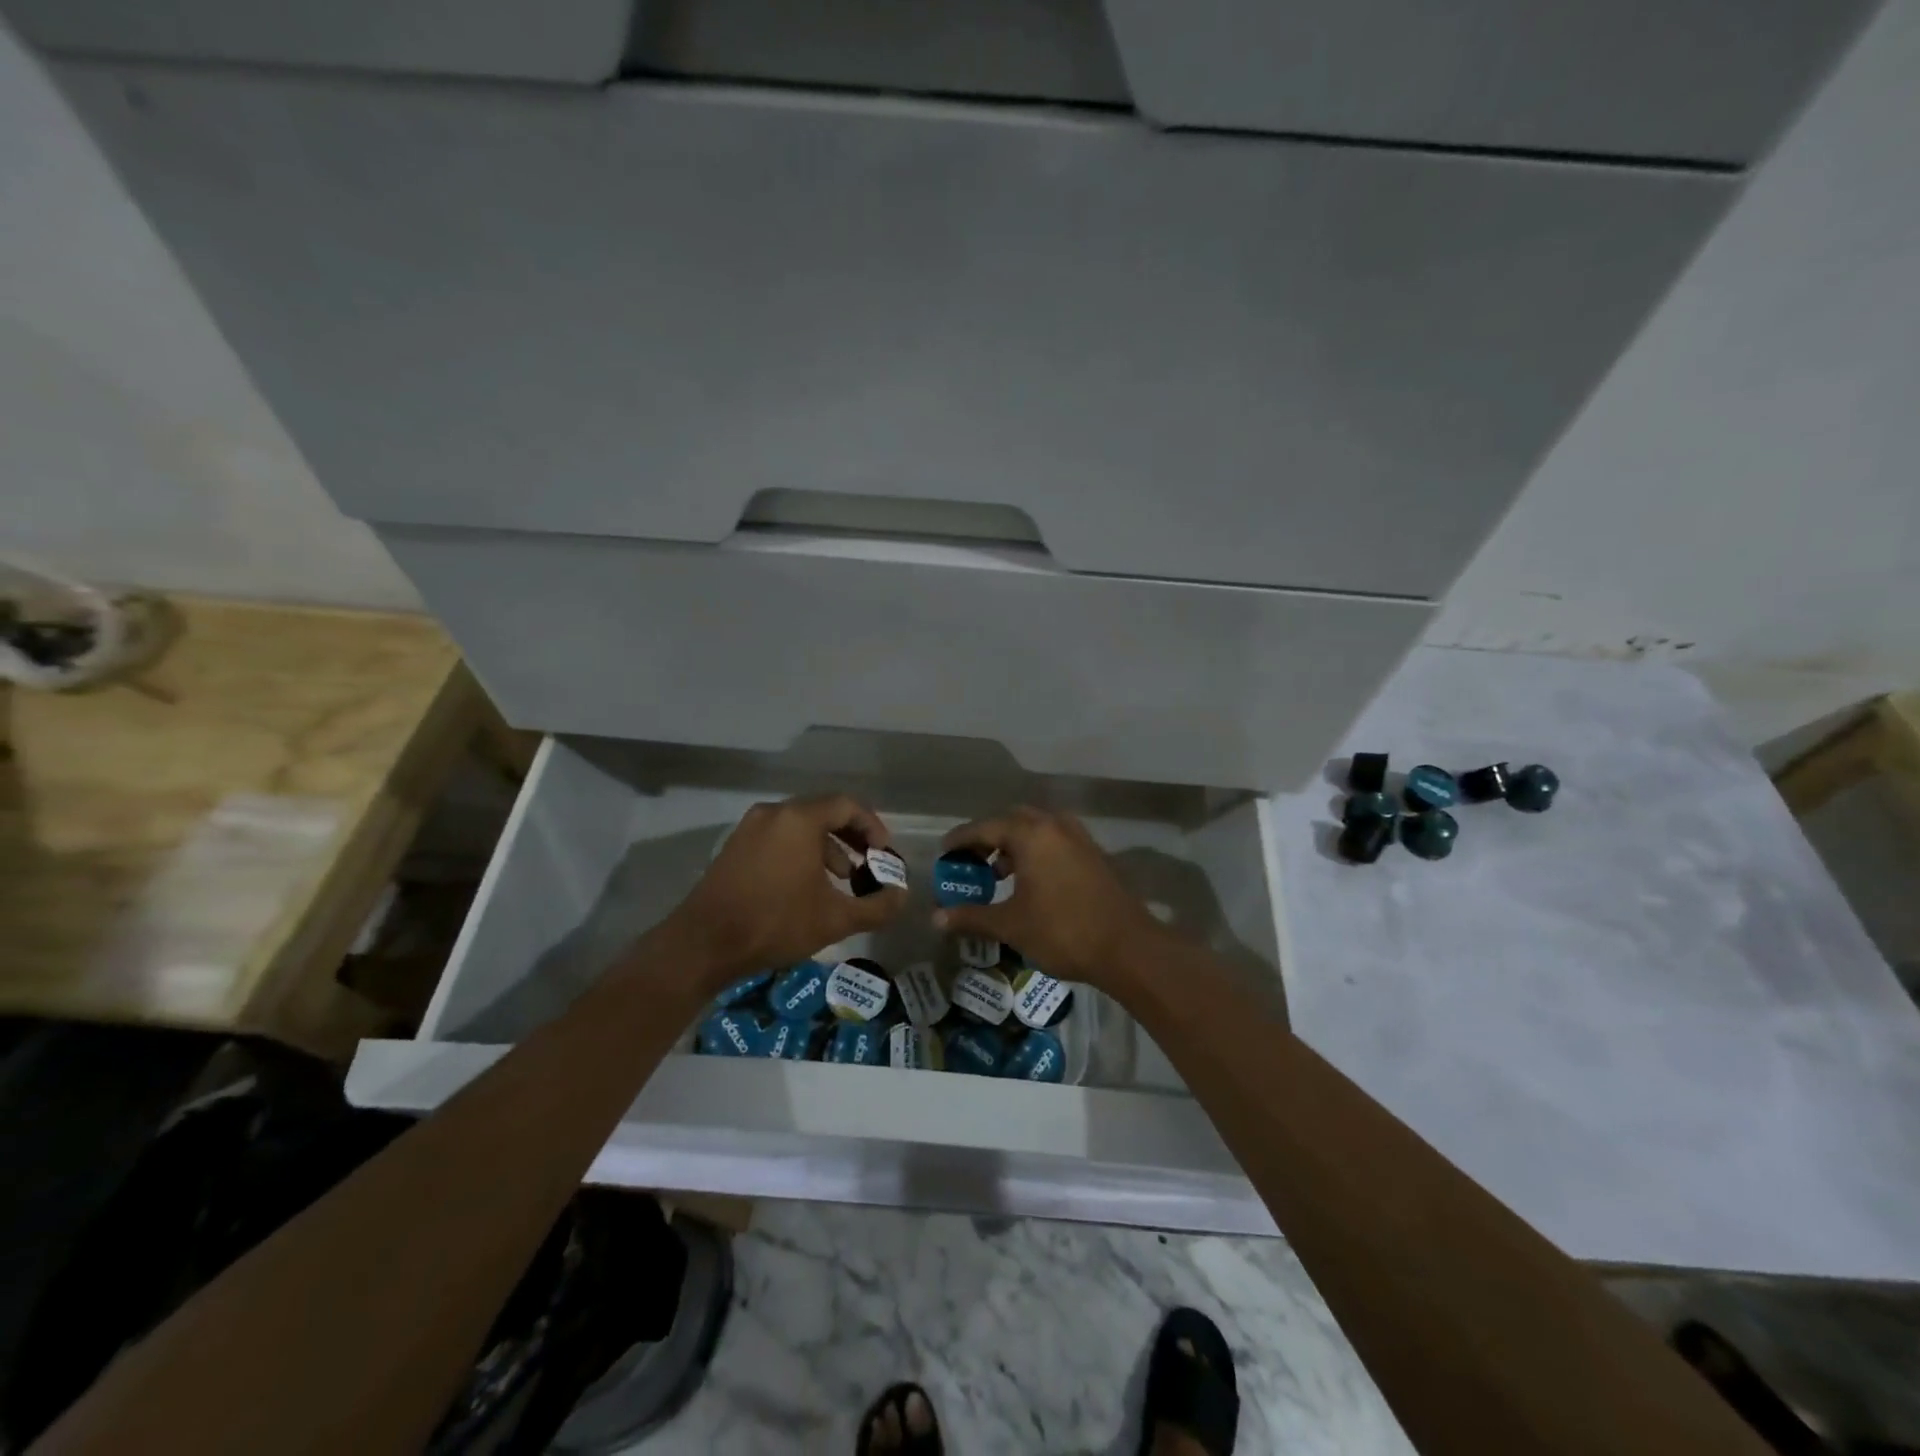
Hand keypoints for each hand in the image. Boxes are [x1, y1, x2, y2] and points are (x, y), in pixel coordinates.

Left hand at [667, 795, 905, 979]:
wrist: (703, 944)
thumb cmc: (775, 923)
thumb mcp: (835, 919)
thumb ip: (876, 907)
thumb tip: (902, 897)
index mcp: (799, 819)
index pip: (847, 805)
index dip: (872, 826)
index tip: (884, 853)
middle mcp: (774, 813)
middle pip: (823, 812)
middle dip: (852, 837)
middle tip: (870, 862)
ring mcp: (750, 828)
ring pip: (800, 826)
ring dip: (827, 846)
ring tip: (843, 878)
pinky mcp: (735, 847)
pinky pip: (779, 838)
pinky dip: (801, 852)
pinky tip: (807, 886)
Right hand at [933, 807, 1166, 987]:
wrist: (1128, 948)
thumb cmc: (1063, 931)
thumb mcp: (1011, 925)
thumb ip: (971, 916)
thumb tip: (936, 919)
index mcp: (1031, 834)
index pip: (985, 827)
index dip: (961, 839)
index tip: (944, 851)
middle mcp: (1055, 826)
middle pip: (1012, 821)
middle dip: (989, 838)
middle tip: (970, 860)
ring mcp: (1078, 838)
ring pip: (1037, 829)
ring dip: (1014, 845)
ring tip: (997, 874)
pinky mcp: (1093, 854)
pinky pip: (1055, 841)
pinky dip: (1036, 852)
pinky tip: (1030, 881)